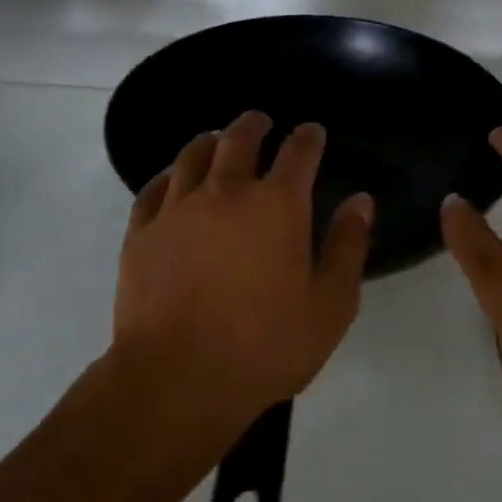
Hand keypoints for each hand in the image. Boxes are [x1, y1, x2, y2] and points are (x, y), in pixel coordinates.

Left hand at [114, 111, 373, 425]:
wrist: (177, 379)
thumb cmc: (264, 346)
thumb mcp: (330, 306)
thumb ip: (348, 247)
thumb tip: (360, 201)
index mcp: (277, 205)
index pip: (298, 152)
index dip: (308, 137)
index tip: (312, 132)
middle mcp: (226, 192)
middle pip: (240, 139)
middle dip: (255, 125)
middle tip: (261, 122)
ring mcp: (178, 208)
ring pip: (193, 155)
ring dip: (210, 141)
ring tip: (216, 140)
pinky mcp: (141, 231)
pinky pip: (154, 188)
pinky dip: (169, 175)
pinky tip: (172, 180)